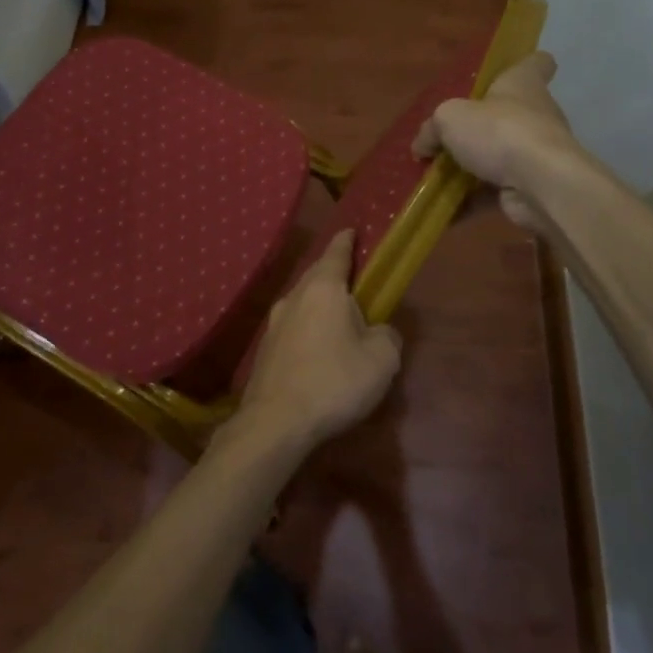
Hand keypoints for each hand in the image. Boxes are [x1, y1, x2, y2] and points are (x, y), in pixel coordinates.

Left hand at [231, 230, 401, 453]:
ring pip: (302, 303)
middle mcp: (294, 298)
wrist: (276, 422)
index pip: (336, 253)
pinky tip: (318, 351)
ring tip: (338, 319)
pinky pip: (293, 328)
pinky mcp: (265, 350)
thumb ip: (386, 336)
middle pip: (316, 276)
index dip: (346, 241)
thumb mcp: (381, 360)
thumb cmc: (334, 381)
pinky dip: (308, 330)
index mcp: (323, 289)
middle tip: (354, 280)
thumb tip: (378, 331)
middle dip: (334, 275)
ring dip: (320, 306)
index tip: (351, 230)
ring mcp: (274, 324)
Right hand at [412, 51, 581, 230]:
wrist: (539, 183)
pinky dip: (471, 201)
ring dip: (469, 169)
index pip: (536, 63)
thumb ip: (432, 130)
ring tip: (434, 178)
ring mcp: (535, 153)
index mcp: (523, 84)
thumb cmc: (499, 131)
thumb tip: (422, 146)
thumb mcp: (449, 118)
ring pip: (498, 156)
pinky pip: (494, 192)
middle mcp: (535, 114)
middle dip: (478, 128)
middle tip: (445, 138)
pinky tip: (443, 211)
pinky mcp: (530, 185)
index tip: (504, 75)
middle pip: (507, 114)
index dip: (523, 65)